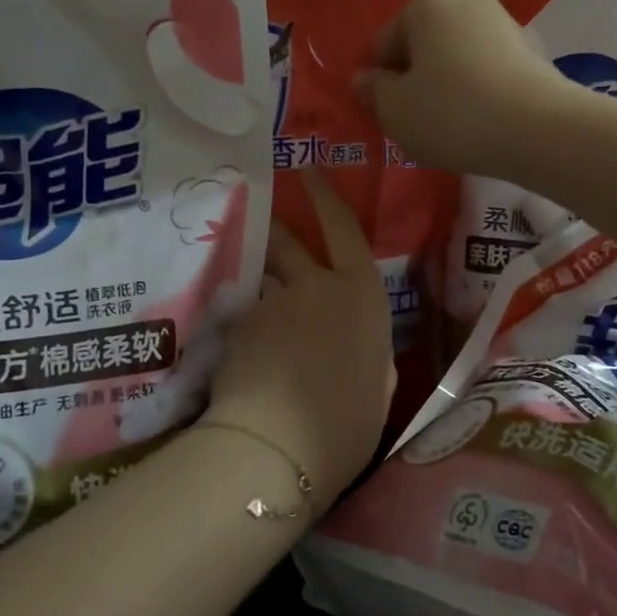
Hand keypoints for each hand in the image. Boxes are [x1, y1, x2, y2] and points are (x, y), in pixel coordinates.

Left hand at [202, 171, 394, 505]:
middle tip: (269, 223)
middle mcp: (315, 286)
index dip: (326, 195)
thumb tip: (362, 345)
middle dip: (280, 229)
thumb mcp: (379, 387)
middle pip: (291, 242)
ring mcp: (271, 303)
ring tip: (264, 324)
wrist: (277, 447)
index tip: (308, 169)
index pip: (343, 228)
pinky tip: (250, 362)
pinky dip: (249, 331)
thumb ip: (371, 352)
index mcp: (361, 296)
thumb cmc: (347, 424)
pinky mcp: (237, 327)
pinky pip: (246, 318)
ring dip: (265, 293)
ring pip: (265, 285)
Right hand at [359, 0, 566, 176]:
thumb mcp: (395, 111)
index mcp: (426, 4)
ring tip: (450, 131)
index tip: (386, 116)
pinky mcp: (533, 53)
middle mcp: (467, 1)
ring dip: (446, 90)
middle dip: (414, 82)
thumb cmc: (452, 114)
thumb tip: (364, 80)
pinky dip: (478, 95)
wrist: (540, 131)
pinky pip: (487, 73)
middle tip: (415, 125)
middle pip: (422, 47)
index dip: (377, 83)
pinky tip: (481, 127)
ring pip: (456, 60)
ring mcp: (505, 24)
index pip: (383, 44)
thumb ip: (373, 92)